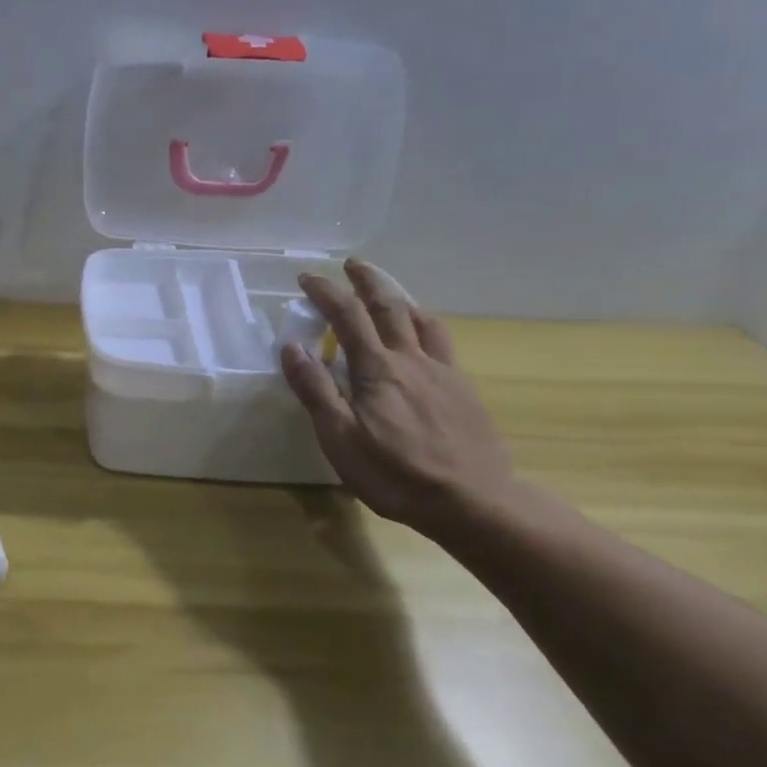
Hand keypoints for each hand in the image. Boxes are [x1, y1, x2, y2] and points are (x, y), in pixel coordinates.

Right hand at [279, 260, 514, 535]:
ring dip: (399, 298)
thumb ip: (316, 390)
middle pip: (389, 306)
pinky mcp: (463, 390)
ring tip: (388, 291)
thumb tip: (292, 347)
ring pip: (421, 320)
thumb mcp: (340, 438)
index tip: (307, 277)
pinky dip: (426, 324)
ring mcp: (443, 372)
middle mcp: (411, 359)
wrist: (474, 501)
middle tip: (352, 265)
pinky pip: (442, 342)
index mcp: (377, 369)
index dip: (326, 292)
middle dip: (367, 281)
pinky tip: (424, 335)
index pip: (347, 316)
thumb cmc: (395, 473)